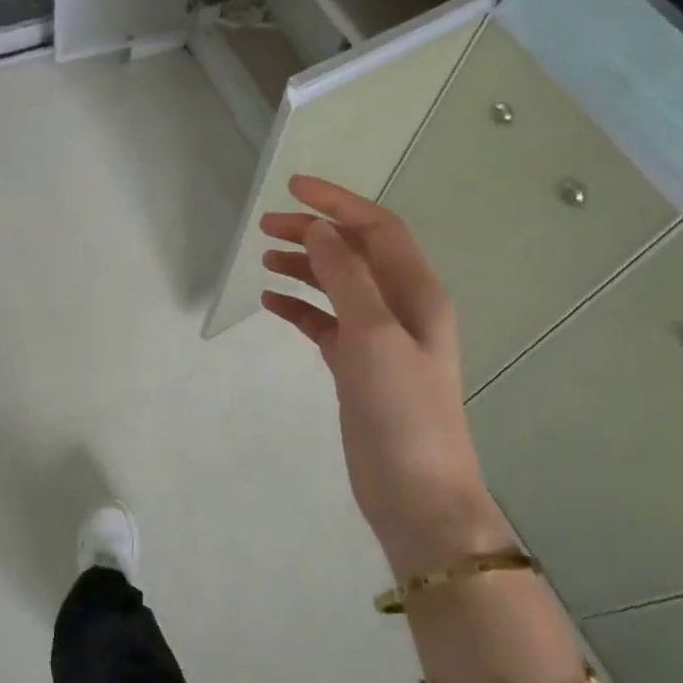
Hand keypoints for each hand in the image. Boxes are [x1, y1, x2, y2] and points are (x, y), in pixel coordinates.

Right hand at [259, 176, 507, 577]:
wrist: (416, 494)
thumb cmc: (402, 411)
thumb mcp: (374, 335)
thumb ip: (346, 277)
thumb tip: (319, 229)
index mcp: (416, 293)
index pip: (377, 229)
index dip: (338, 203)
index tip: (292, 188)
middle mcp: (400, 308)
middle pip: (355, 253)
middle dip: (314, 232)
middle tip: (265, 226)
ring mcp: (378, 339)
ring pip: (337, 286)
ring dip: (305, 266)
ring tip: (265, 258)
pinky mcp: (356, 367)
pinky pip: (324, 323)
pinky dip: (300, 307)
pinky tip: (273, 301)